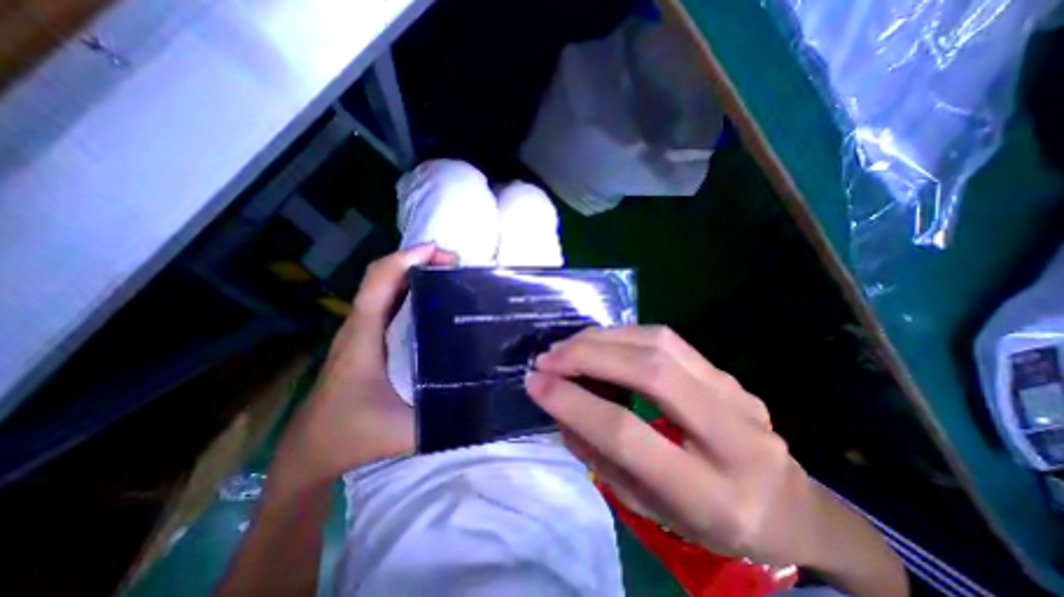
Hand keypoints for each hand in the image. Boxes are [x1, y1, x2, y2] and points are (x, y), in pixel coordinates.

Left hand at [268, 244, 453, 489]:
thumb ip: (444, 417)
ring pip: (384, 287)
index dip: (406, 260)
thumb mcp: (404, 432)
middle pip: (382, 277)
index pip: (378, 283)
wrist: (311, 450)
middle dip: (418, 261)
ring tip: (450, 274)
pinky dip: (409, 289)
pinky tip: (433, 298)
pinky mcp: (366, 338)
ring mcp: (360, 331)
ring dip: (414, 272)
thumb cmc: (352, 436)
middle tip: (456, 264)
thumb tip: (483, 398)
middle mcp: (359, 326)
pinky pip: (387, 302)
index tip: (440, 253)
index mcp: (363, 338)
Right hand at [528, 327, 815, 568]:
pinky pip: (668, 339)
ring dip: (603, 339)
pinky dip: (624, 334)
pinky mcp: (726, 372)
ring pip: (659, 344)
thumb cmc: (713, 522)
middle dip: (587, 357)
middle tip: (547, 358)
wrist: (788, 505)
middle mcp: (731, 435)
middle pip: (648, 373)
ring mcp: (735, 393)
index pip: (627, 433)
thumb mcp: (651, 510)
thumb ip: (600, 457)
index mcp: (710, 495)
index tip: (536, 384)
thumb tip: (561, 409)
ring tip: (568, 346)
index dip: (574, 403)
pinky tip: (600, 341)